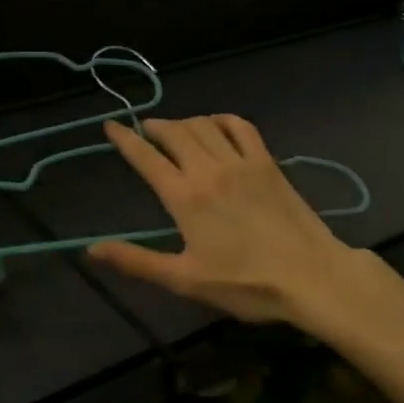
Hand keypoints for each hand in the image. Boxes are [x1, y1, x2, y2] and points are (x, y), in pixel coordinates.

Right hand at [87, 116, 382, 331]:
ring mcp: (240, 161)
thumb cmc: (246, 283)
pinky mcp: (267, 162)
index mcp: (184, 196)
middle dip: (153, 126)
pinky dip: (221, 119)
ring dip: (183, 122)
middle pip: (173, 132)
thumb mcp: (185, 279)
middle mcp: (208, 169)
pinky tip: (216, 125)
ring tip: (175, 130)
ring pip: (203, 124)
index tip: (111, 125)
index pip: (146, 157)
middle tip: (143, 130)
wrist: (312, 277)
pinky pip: (240, 126)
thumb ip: (136, 261)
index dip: (125, 138)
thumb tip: (91, 250)